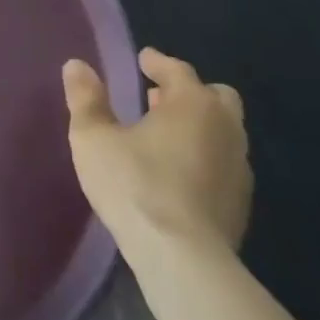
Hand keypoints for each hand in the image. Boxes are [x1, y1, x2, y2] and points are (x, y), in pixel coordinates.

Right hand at [63, 47, 251, 252]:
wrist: (184, 260)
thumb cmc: (135, 186)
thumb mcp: (94, 138)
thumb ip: (86, 99)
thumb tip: (77, 65)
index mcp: (194, 103)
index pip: (178, 70)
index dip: (157, 62)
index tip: (143, 60)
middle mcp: (225, 127)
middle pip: (215, 96)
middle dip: (189, 92)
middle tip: (158, 99)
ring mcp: (239, 167)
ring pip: (224, 131)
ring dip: (199, 126)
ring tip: (165, 136)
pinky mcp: (241, 203)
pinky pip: (224, 163)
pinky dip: (205, 157)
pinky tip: (180, 174)